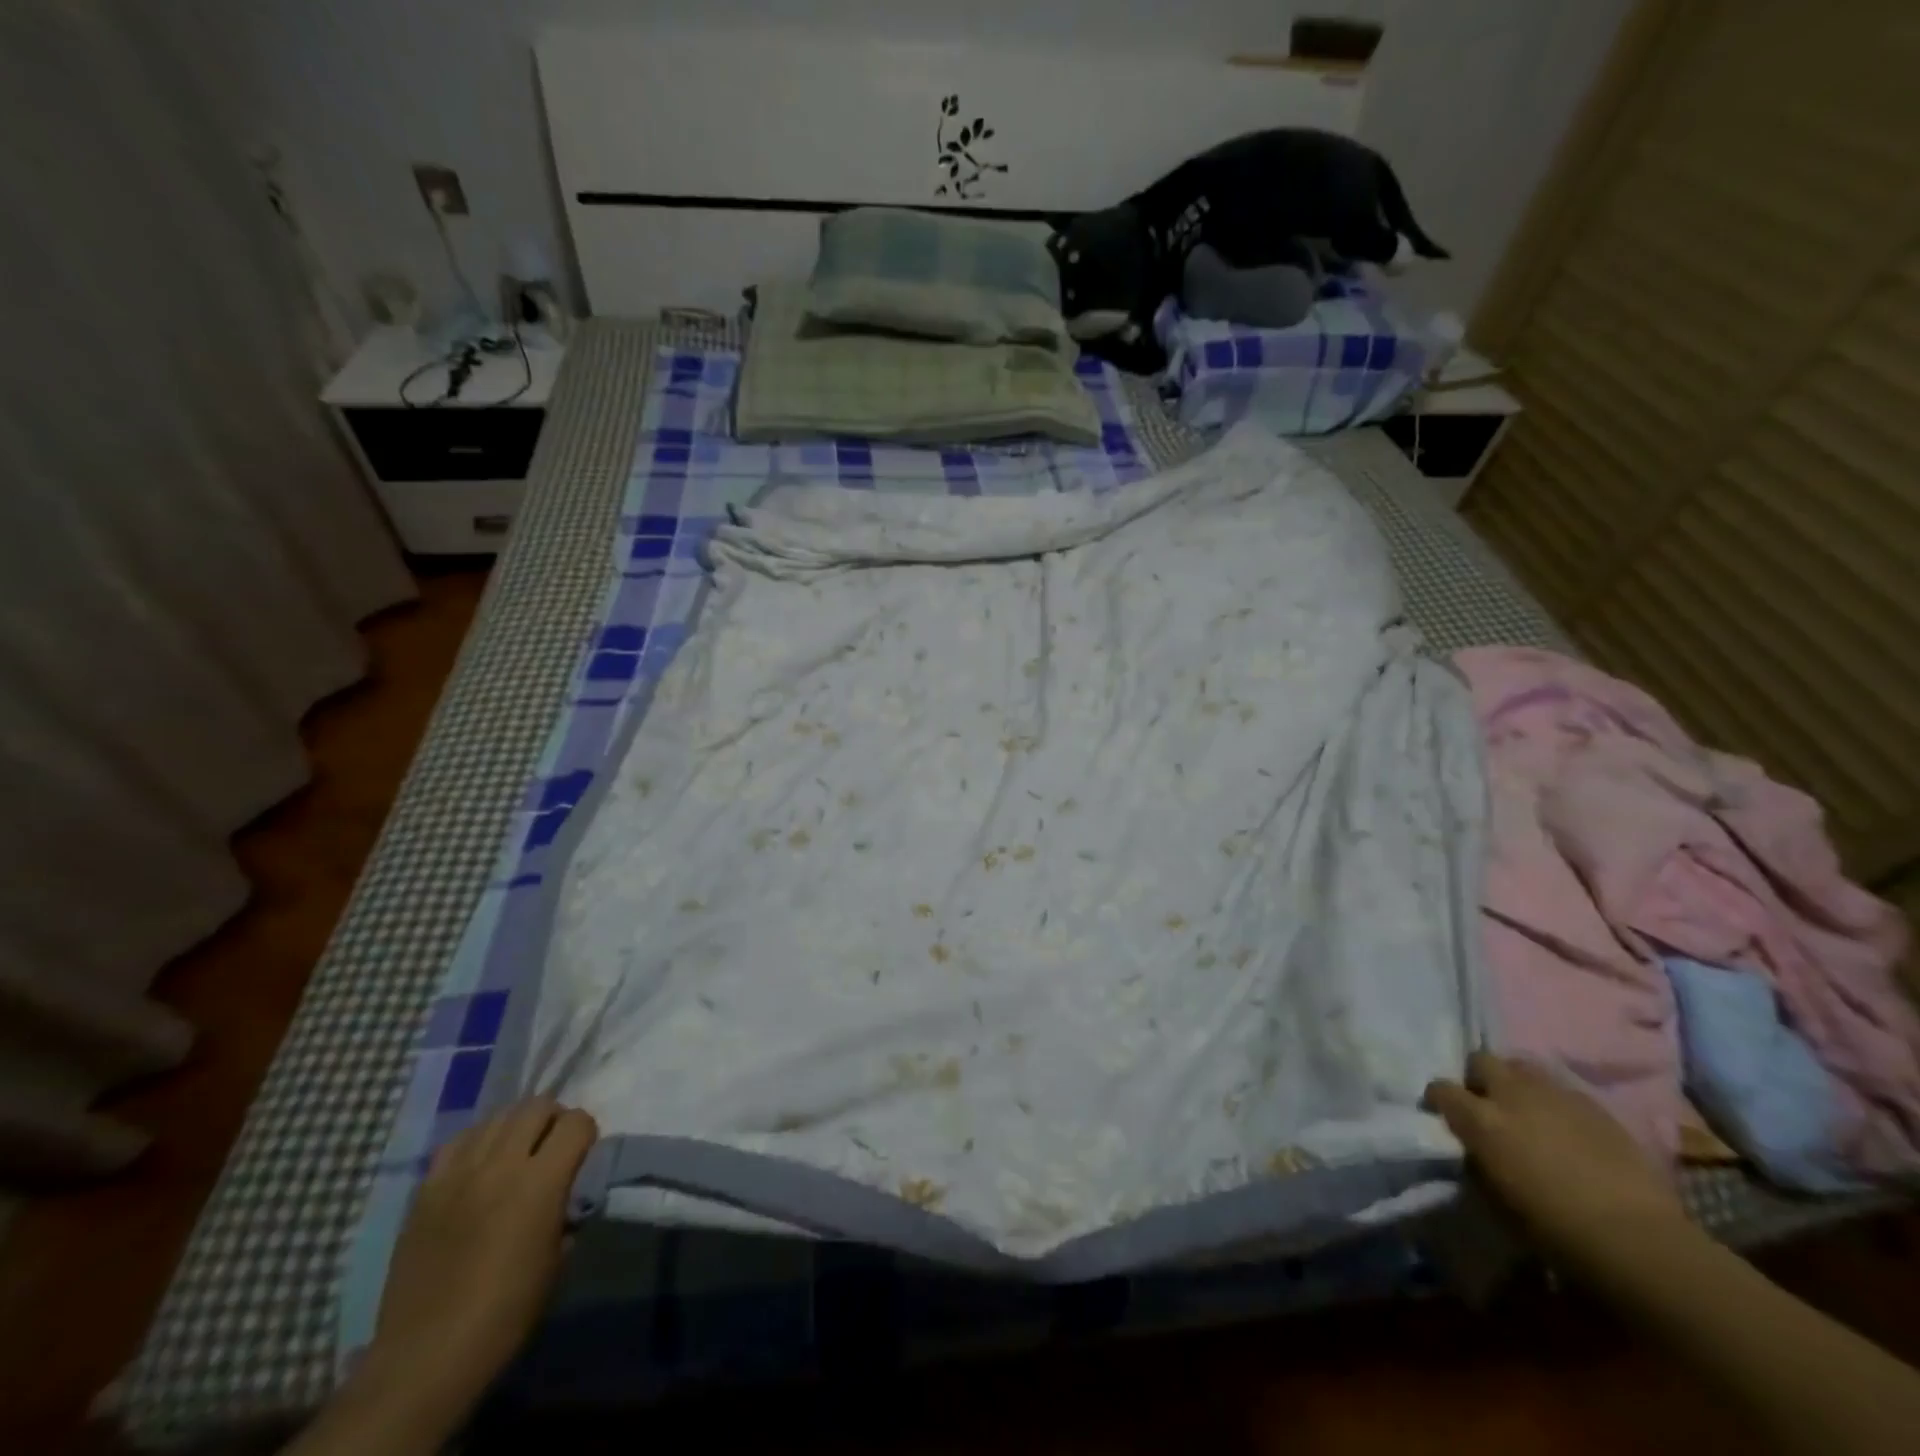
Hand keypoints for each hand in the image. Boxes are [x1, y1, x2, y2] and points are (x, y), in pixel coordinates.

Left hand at [353, 1097, 597, 1432]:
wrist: (427, 1354)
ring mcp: (459, 1173)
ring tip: (516, 1151)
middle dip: (553, 1118)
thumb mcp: (558, 1258)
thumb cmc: (506, 1312)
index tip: (584, 1152)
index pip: (576, 1122)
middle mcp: (501, 1164)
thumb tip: (567, 1191)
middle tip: (552, 1145)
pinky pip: (459, 1141)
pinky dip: (478, 1141)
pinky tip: (480, 1164)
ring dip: (516, 1125)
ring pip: (497, 1116)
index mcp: (541, 1182)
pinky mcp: (427, 1189)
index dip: (586, 1132)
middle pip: (536, 1106)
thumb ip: (566, 1209)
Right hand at [1424, 1052, 1685, 1274]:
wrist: (1637, 1240)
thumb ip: (1478, 1162)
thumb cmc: (1555, 1229)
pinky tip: (1567, 1129)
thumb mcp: (1496, 1199)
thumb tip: (1475, 1151)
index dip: (1439, 1100)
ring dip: (1518, 1084)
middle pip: (1482, 1061)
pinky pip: (1563, 1091)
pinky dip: (1556, 1103)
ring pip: (1523, 1068)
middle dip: (1479, 1078)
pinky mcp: (1595, 1107)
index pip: (1441, 1089)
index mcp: (1481, 1119)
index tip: (1442, 1114)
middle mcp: (1512, 1095)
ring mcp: (1556, 1096)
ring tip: (1527, 1111)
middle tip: (1488, 1105)